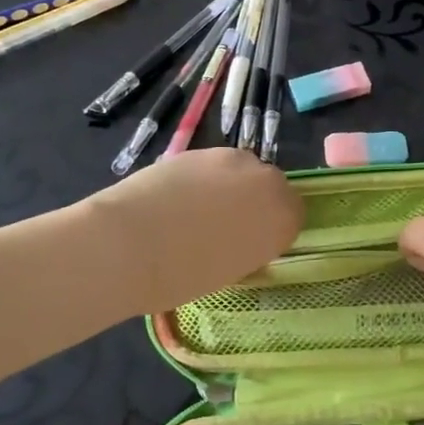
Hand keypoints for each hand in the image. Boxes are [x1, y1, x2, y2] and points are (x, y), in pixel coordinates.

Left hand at [78, 148, 302, 314]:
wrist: (129, 244)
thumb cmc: (182, 276)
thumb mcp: (230, 271)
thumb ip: (248, 246)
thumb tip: (240, 237)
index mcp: (282, 217)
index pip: (294, 214)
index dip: (273, 228)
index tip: (253, 243)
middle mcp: (266, 180)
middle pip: (271, 185)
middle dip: (254, 201)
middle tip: (226, 226)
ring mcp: (231, 159)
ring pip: (241, 171)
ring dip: (229, 186)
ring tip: (196, 211)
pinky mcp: (199, 149)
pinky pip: (212, 166)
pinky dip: (201, 179)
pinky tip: (176, 199)